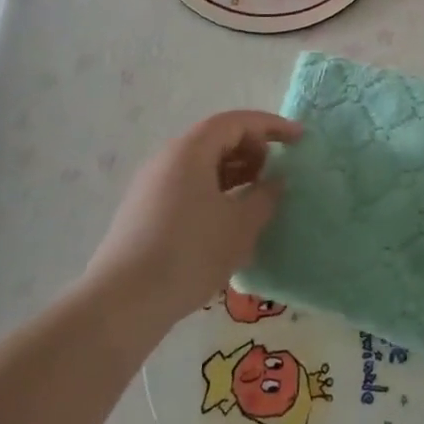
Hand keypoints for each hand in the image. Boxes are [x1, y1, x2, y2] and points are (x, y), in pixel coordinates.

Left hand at [83, 111, 302, 331]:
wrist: (124, 302)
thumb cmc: (190, 253)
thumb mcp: (240, 225)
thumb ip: (265, 196)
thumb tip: (275, 181)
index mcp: (190, 150)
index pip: (236, 122)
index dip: (271, 126)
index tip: (299, 139)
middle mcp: (167, 159)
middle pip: (217, 139)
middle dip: (252, 150)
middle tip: (275, 175)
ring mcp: (152, 186)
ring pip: (202, 165)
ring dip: (235, 174)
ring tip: (257, 200)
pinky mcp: (145, 212)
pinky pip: (189, 187)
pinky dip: (215, 192)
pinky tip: (228, 223)